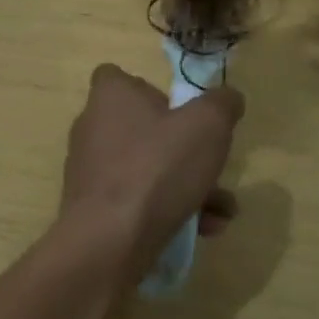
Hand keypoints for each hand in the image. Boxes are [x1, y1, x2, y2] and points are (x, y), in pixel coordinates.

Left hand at [59, 64, 243, 284]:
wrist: (110, 239)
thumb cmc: (157, 168)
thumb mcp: (207, 126)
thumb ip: (222, 105)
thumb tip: (228, 98)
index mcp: (110, 96)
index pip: (119, 78)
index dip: (151, 91)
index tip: (179, 112)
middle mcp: (93, 126)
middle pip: (142, 128)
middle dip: (184, 150)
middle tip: (211, 166)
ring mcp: (90, 169)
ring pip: (146, 168)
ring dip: (186, 186)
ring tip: (222, 209)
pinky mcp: (94, 206)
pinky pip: (137, 199)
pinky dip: (168, 209)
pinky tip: (202, 229)